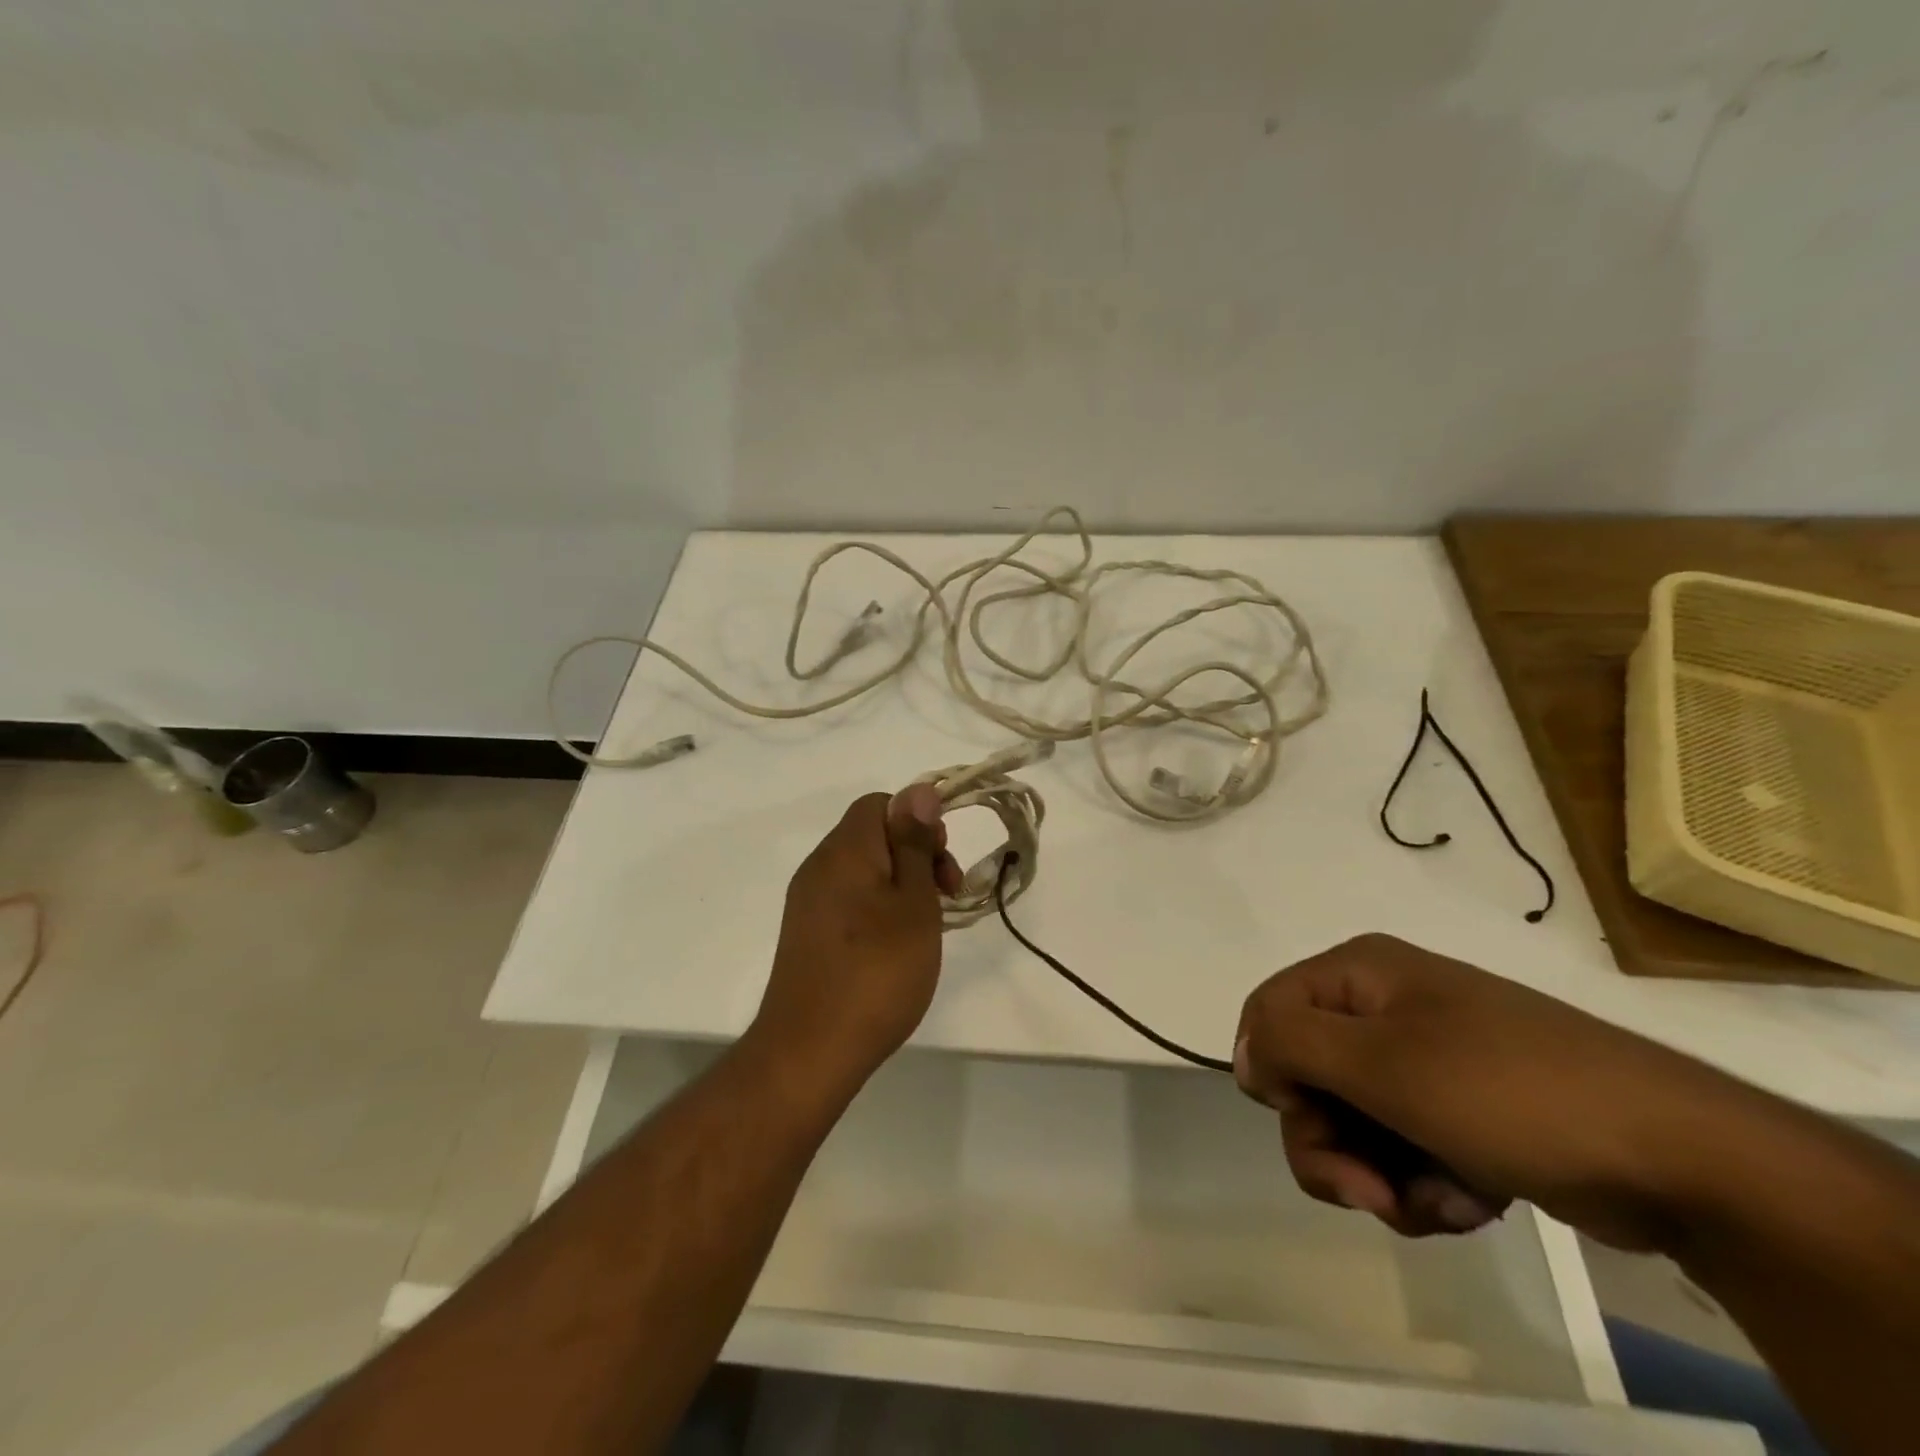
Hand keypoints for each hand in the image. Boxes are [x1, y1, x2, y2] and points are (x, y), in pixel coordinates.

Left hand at [748, 785, 962, 1101]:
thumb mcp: (912, 903)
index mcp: (844, 850)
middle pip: (873, 835)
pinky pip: (849, 901)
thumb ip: (915, 844)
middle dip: (916, 855)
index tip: (942, 863)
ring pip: (863, 871)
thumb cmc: (876, 972)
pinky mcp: (806, 935)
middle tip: (946, 896)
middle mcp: (819, 867)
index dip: (919, 822)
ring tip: (928, 926)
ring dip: (901, 886)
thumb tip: (920, 790)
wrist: (809, 1052)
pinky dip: (879, 909)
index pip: (881, 804)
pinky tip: (897, 947)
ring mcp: (807, 903)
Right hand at [1234, 933, 1758, 1249]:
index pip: (1267, 1015)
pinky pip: (1405, 1147)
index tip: (1310, 1120)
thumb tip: (1242, 1055)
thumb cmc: (1507, 1091)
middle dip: (1333, 1146)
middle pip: (1307, 1078)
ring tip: (1439, 1201)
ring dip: (1381, 1175)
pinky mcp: (1462, 1109)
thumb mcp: (1381, 1063)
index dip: (1274, 1076)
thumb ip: (1289, 1043)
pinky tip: (1470, 1200)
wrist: (1677, 1156)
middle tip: (1374, 1192)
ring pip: (1354, 1123)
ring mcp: (1426, 1058)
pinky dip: (1424, 1184)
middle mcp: (1384, 1006)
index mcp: (1359, 974)